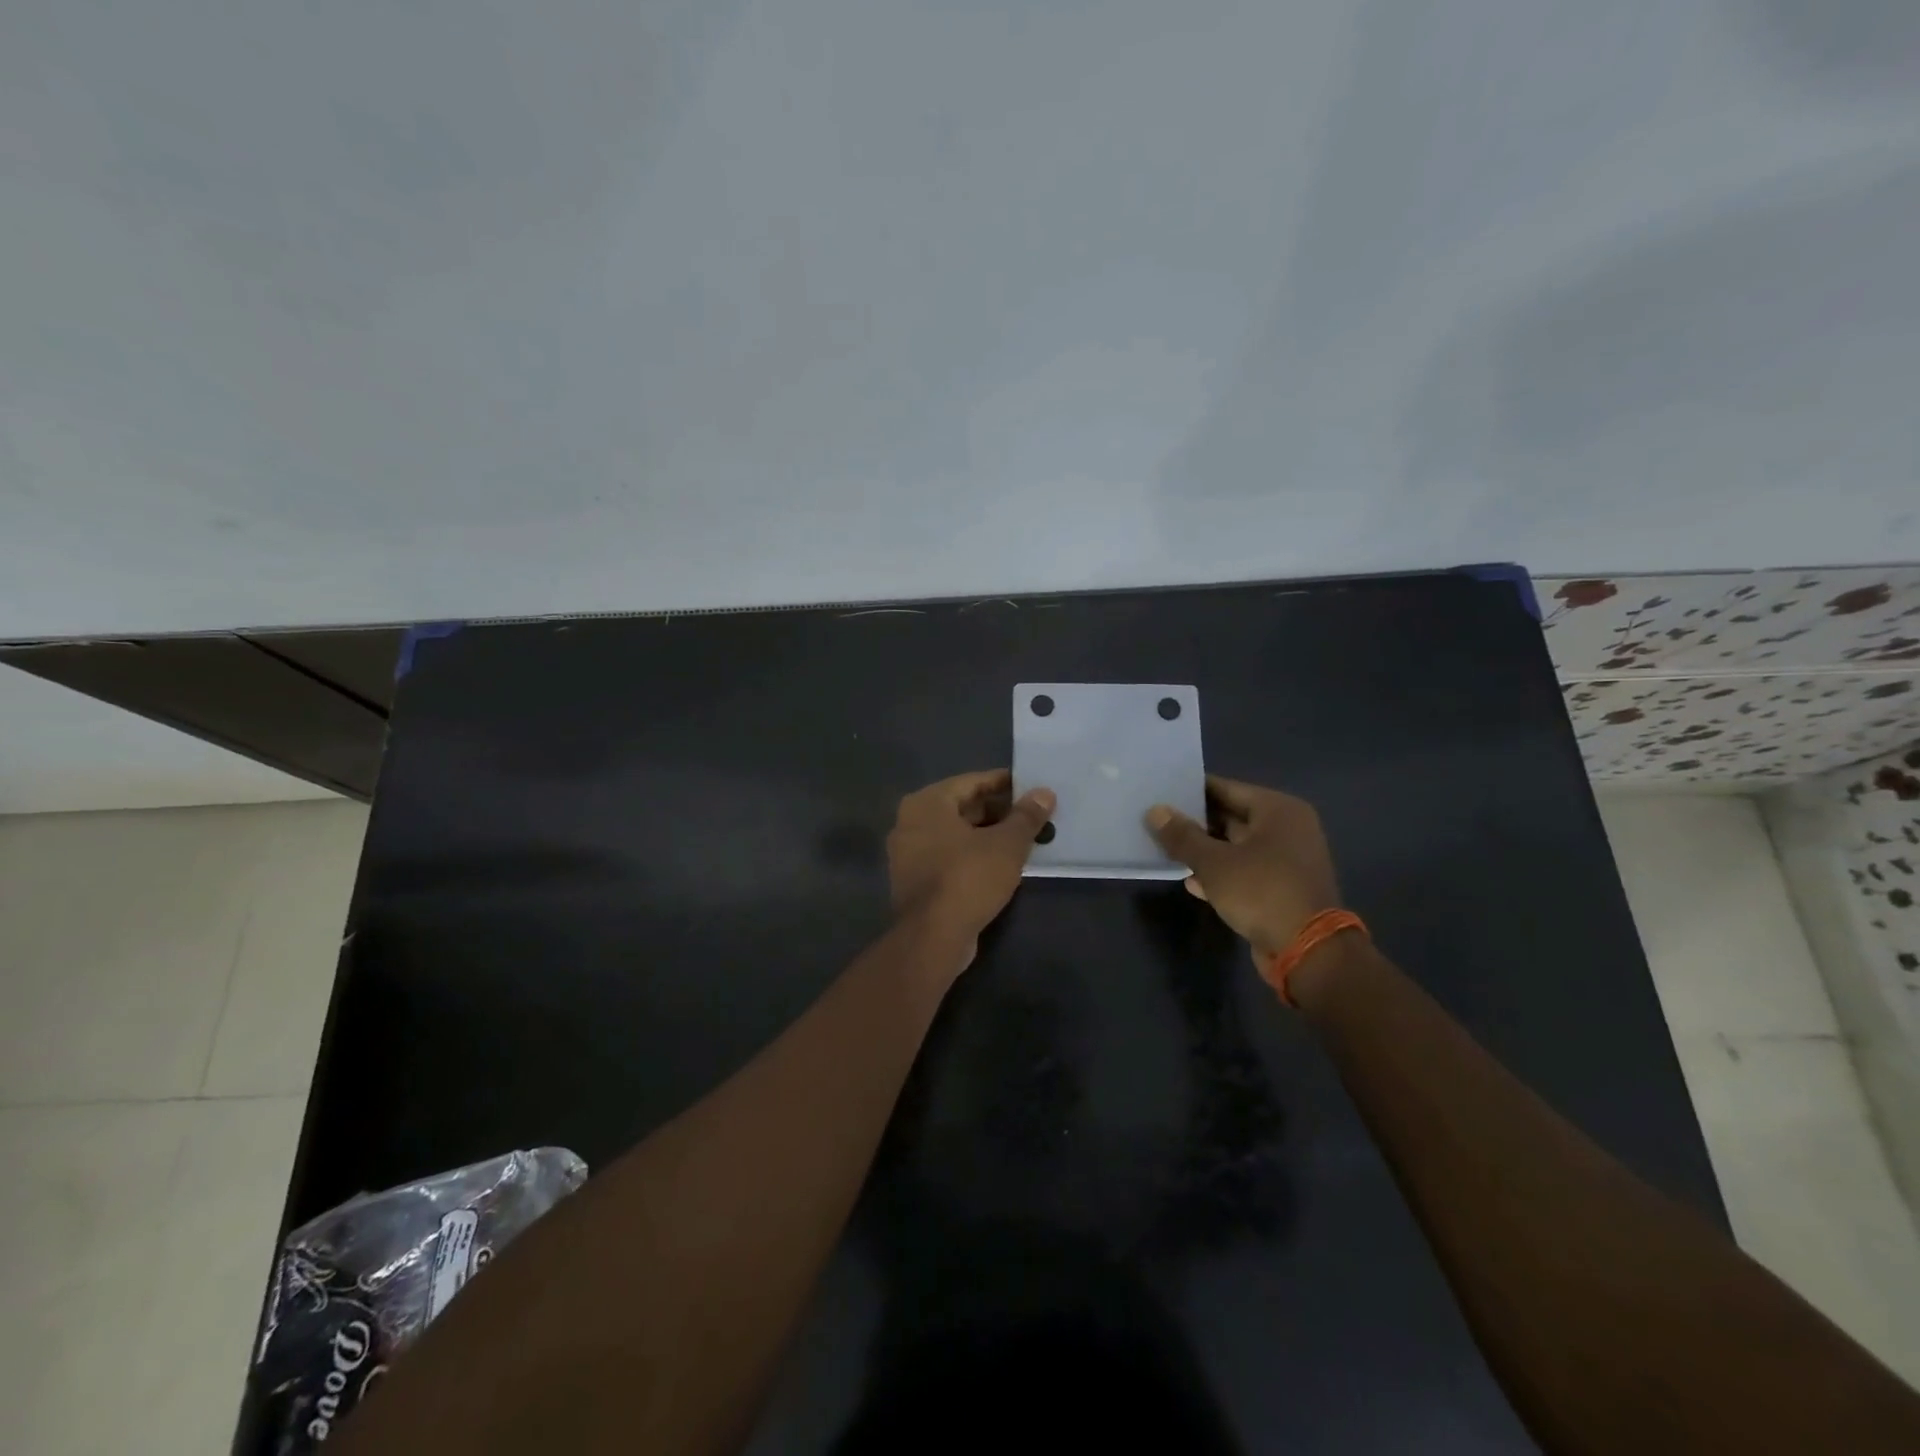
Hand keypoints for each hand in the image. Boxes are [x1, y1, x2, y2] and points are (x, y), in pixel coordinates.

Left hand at [888, 770, 1055, 953]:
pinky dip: (973, 856)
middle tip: (1033, 816)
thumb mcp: (1006, 844)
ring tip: (1024, 840)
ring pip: (956, 835)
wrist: (932, 938)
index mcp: (926, 803)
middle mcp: (910, 822)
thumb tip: (1045, 793)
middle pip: (962, 808)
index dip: (1004, 783)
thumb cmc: (968, 878)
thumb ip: (1026, 816)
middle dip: (998, 812)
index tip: (1031, 787)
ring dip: (988, 836)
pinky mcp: (915, 881)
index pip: (971, 782)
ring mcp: (908, 854)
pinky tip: (1002, 865)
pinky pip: (949, 857)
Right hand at [1146, 777, 1340, 959]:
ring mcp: (1288, 860)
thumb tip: (1155, 811)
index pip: (1227, 788)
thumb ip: (1182, 836)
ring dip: (1206, 851)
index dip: (1192, 791)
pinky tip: (1192, 882)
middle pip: (1232, 817)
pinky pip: (1245, 871)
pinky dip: (1221, 874)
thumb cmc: (1261, 892)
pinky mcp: (1283, 888)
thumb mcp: (1213, 862)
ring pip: (1236, 847)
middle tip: (1158, 821)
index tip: (1162, 792)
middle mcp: (1288, 829)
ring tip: (1167, 850)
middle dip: (1196, 823)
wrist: (1308, 951)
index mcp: (1278, 810)